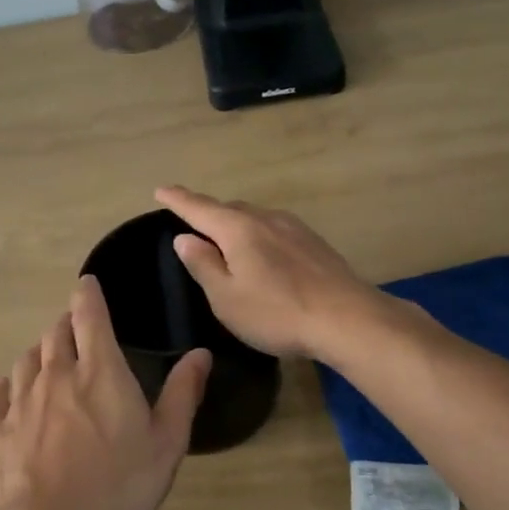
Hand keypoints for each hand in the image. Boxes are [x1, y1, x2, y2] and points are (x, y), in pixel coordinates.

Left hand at [0, 276, 211, 509]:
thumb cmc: (117, 485)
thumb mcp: (166, 443)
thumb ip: (183, 394)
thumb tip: (200, 353)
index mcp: (99, 371)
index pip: (89, 315)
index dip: (88, 294)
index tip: (87, 284)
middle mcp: (55, 374)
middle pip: (55, 333)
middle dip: (66, 324)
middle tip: (77, 329)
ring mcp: (20, 400)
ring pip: (26, 359)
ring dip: (39, 352)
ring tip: (48, 359)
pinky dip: (5, 385)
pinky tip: (7, 390)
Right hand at [154, 186, 381, 360]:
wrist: (347, 319)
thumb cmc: (277, 312)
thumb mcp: (226, 297)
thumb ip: (203, 265)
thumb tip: (184, 238)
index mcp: (238, 229)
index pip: (199, 208)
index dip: (178, 199)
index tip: (161, 190)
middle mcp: (266, 219)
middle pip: (229, 209)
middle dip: (208, 213)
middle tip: (192, 223)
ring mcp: (294, 228)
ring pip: (255, 218)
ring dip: (235, 224)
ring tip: (225, 240)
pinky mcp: (314, 243)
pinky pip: (274, 230)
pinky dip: (258, 235)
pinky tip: (263, 254)